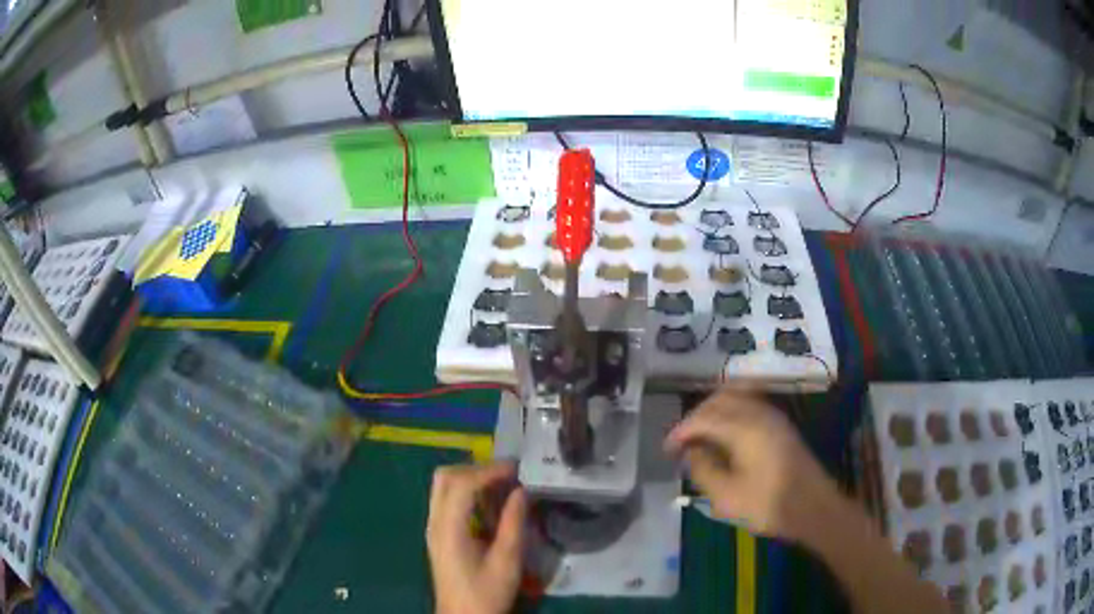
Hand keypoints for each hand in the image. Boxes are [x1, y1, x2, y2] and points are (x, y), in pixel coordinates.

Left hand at [427, 463, 527, 613]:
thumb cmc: (486, 594)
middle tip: (507, 474)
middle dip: (476, 469)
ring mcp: (432, 528)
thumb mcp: (507, 562)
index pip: (461, 485)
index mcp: (448, 530)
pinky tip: (489, 504)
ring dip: (470, 478)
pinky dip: (466, 492)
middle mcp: (434, 523)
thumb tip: (522, 491)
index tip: (517, 469)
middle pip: (445, 477)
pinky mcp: (437, 535)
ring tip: (502, 485)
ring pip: (443, 486)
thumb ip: (513, 524)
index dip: (489, 471)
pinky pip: (446, 500)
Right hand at [665, 386, 840, 542]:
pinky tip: (724, 434)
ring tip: (699, 435)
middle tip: (681, 441)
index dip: (680, 431)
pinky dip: (730, 412)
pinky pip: (749, 404)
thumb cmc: (768, 504)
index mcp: (743, 427)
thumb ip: (703, 469)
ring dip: (713, 411)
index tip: (667, 449)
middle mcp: (758, 413)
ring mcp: (773, 416)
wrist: (813, 507)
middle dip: (695, 416)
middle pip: (718, 400)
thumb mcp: (726, 496)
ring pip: (735, 397)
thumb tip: (689, 451)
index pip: (703, 418)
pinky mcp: (781, 425)